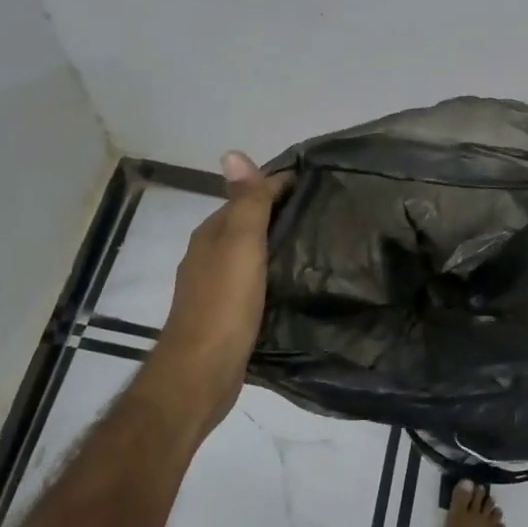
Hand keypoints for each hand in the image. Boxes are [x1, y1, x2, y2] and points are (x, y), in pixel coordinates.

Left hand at [133, 152, 291, 445]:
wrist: (201, 373)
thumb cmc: (224, 304)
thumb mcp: (240, 244)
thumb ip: (244, 202)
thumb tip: (234, 153)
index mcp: (212, 234)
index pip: (248, 196)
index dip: (280, 185)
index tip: (320, 184)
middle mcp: (209, 255)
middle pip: (248, 223)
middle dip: (280, 213)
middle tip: (326, 213)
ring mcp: (215, 286)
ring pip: (251, 253)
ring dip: (277, 244)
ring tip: (317, 245)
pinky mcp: (227, 314)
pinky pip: (254, 281)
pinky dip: (273, 273)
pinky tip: (294, 282)